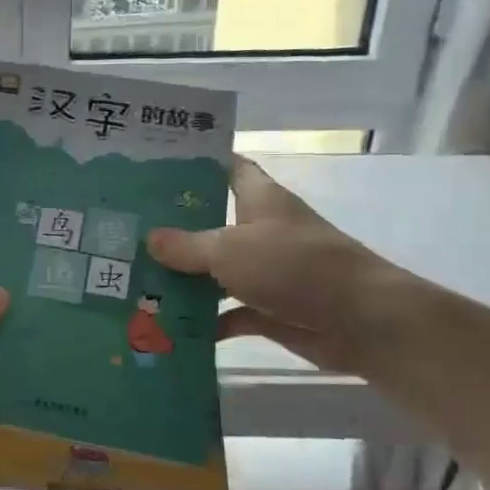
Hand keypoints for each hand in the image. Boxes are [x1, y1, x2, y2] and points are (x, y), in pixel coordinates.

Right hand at [146, 157, 388, 371]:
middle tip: (126, 230)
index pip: (228, 168)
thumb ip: (186, 245)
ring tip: (135, 280)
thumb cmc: (296, 267)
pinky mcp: (270, 309)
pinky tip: (169, 325)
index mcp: (259, 200)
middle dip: (173, 229)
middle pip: (211, 222)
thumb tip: (149, 238)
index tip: (155, 167)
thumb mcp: (230, 249)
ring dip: (183, 279)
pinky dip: (205, 320)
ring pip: (216, 271)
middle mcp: (261, 231)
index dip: (196, 164)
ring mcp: (267, 272)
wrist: (363, 322)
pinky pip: (228, 312)